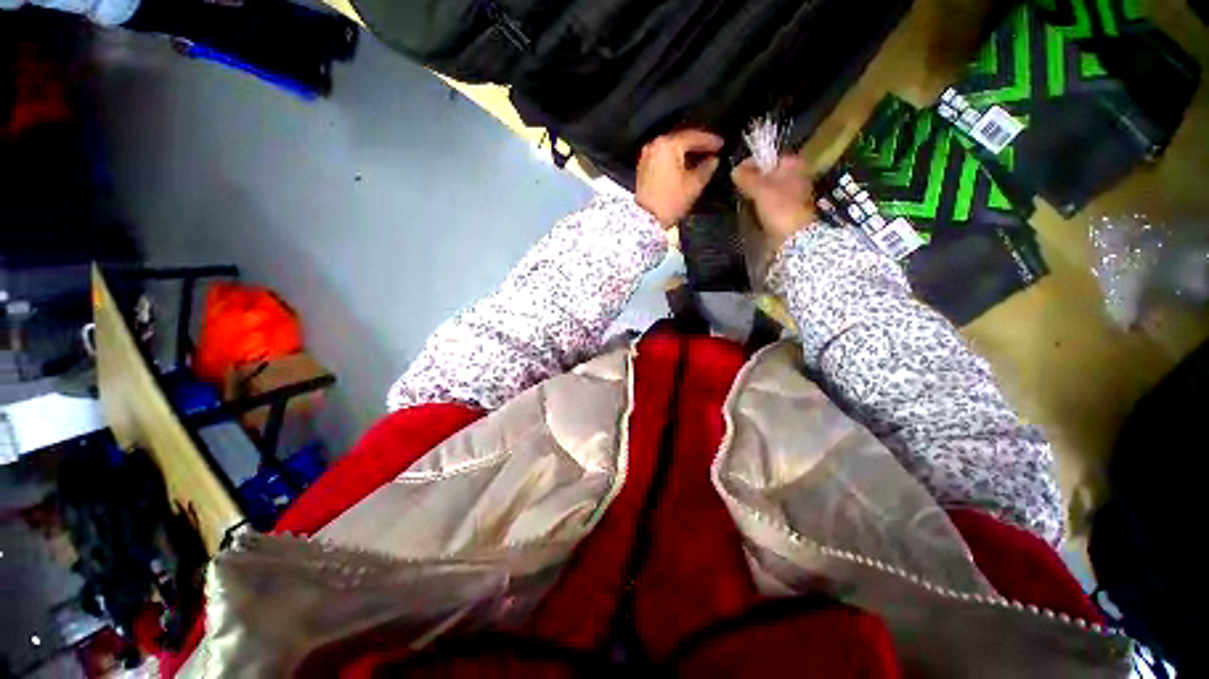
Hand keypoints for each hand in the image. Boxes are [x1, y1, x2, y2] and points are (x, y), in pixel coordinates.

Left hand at [636, 129, 723, 227]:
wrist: (645, 220)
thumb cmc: (670, 201)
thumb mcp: (693, 185)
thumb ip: (706, 169)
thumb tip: (713, 160)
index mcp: (668, 145)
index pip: (693, 137)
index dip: (710, 141)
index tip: (722, 144)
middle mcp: (655, 145)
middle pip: (681, 141)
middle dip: (697, 146)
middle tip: (712, 150)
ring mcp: (647, 156)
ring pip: (671, 150)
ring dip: (686, 154)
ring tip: (701, 159)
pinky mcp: (643, 168)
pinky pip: (663, 158)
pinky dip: (675, 160)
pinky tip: (685, 167)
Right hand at [732, 155, 815, 247]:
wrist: (795, 236)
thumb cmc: (780, 207)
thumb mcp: (759, 188)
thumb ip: (746, 176)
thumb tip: (735, 169)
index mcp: (794, 163)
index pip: (769, 157)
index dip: (752, 164)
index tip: (737, 175)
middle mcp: (797, 175)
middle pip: (769, 174)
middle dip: (753, 181)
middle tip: (739, 189)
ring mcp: (794, 193)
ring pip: (769, 189)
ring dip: (756, 194)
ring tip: (744, 201)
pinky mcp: (789, 210)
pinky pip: (771, 202)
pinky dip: (762, 205)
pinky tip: (753, 212)